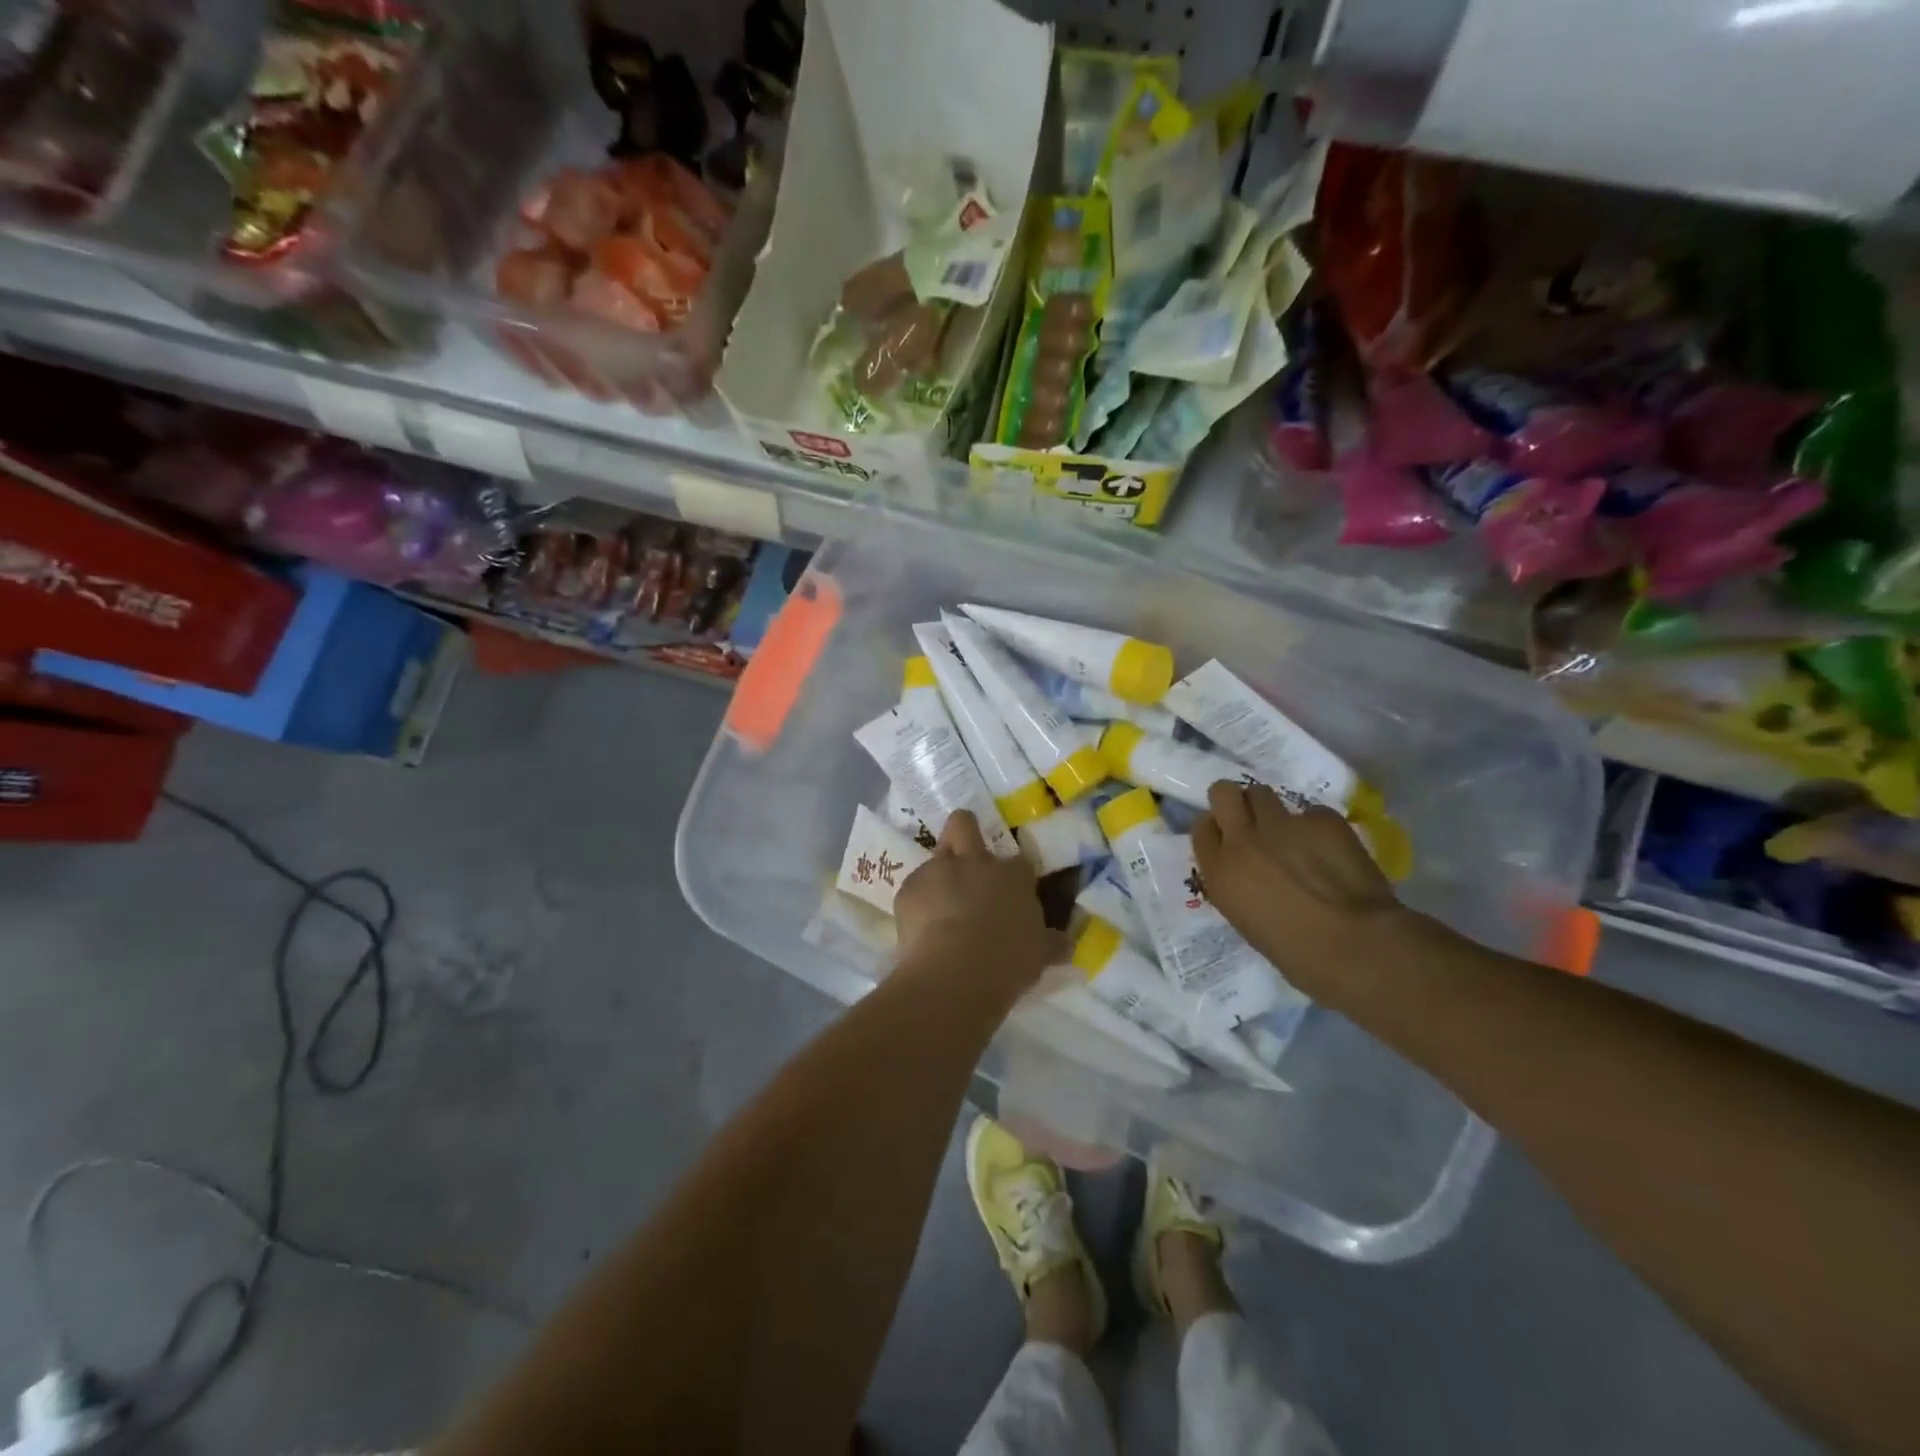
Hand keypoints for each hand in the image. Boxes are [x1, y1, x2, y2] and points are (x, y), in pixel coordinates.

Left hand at [894, 812, 1066, 996]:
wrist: (956, 970)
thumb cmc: (1007, 960)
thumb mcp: (1038, 954)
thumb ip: (1050, 944)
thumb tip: (1065, 944)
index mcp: (1012, 875)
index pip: (1019, 863)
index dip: (1015, 875)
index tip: (1014, 894)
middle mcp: (975, 862)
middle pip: (964, 823)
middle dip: (965, 828)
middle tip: (965, 853)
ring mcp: (938, 871)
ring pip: (934, 856)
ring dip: (938, 876)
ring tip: (939, 908)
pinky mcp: (908, 889)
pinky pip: (914, 889)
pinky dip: (918, 904)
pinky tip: (921, 929)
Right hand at [1193, 781, 1406, 1004]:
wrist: (1356, 947)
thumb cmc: (1296, 953)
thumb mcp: (1245, 920)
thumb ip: (1236, 883)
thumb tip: (1245, 870)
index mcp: (1220, 871)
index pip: (1201, 828)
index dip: (1216, 828)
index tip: (1228, 838)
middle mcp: (1243, 839)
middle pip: (1223, 792)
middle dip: (1235, 801)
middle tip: (1251, 820)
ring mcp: (1283, 824)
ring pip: (1262, 793)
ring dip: (1271, 809)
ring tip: (1290, 832)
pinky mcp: (1322, 820)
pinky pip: (1311, 813)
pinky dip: (1317, 828)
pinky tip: (1332, 850)